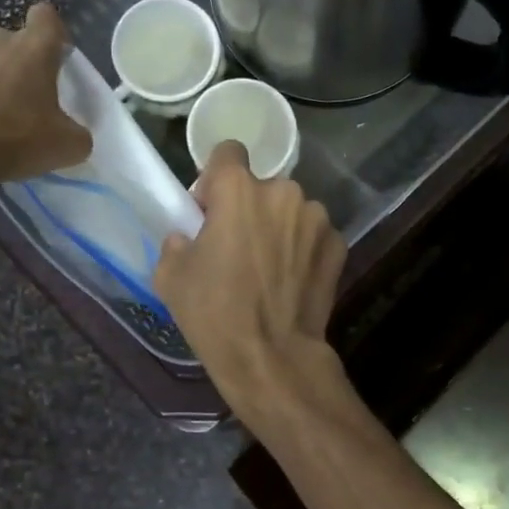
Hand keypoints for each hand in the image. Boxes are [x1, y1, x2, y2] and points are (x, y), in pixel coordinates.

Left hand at [0, 4, 91, 186]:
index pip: (47, 17)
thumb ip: (77, 134)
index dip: (52, 34)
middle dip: (18, 63)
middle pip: (12, 41)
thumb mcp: (66, 147)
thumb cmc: (15, 139)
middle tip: (22, 100)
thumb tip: (74, 134)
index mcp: (34, 48)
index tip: (54, 58)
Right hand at [154, 141, 346, 404]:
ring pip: (290, 209)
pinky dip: (303, 248)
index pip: (227, 151)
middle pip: (261, 186)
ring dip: (279, 226)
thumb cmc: (214, 313)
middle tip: (238, 246)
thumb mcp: (170, 275)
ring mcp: (316, 217)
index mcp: (238, 189)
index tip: (210, 209)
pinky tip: (293, 279)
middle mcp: (283, 191)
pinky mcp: (338, 244)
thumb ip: (176, 239)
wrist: (271, 357)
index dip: (215, 178)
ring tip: (269, 267)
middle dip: (249, 207)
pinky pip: (313, 234)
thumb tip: (189, 234)